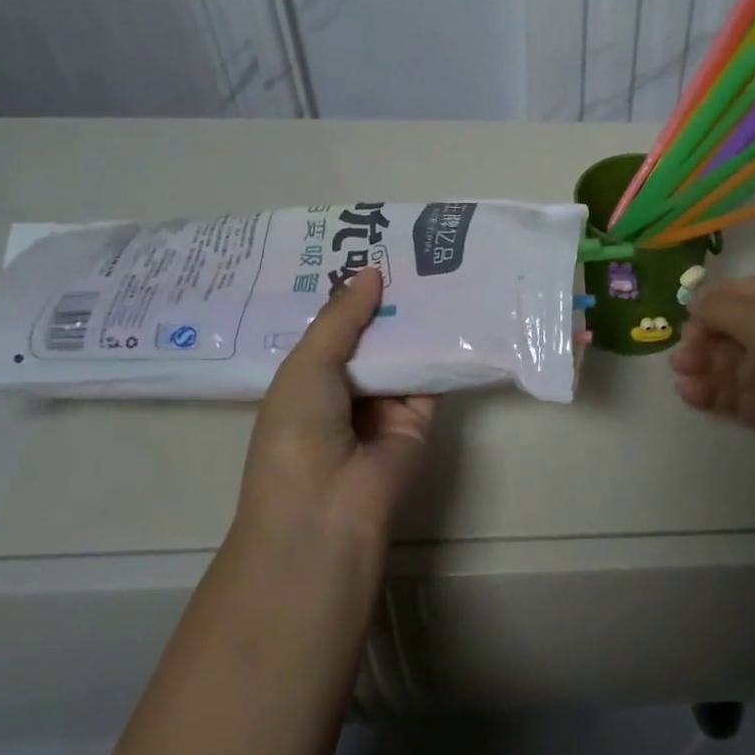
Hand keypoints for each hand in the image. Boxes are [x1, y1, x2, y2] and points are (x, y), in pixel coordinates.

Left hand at [234, 268, 435, 549]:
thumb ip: (341, 318)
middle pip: (371, 335)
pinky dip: (443, 347)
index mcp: (308, 378)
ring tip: (438, 265)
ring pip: (404, 350)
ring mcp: (385, 402)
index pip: (332, 327)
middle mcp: (346, 387)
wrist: (328, 506)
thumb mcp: (307, 365)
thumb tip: (371, 271)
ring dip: (417, 317)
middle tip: (411, 248)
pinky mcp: (420, 415)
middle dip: (387, 299)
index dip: (348, 293)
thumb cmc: (297, 431)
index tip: (369, 249)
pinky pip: (432, 374)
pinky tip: (457, 307)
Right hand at [670, 275, 754, 495]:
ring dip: (704, 366)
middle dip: (705, 337)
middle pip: (738, 328)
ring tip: (680, 375)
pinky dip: (714, 393)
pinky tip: (689, 395)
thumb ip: (722, 308)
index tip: (687, 314)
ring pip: (735, 364)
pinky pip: (740, 395)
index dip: (716, 299)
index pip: (749, 291)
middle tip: (681, 353)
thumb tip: (696, 299)